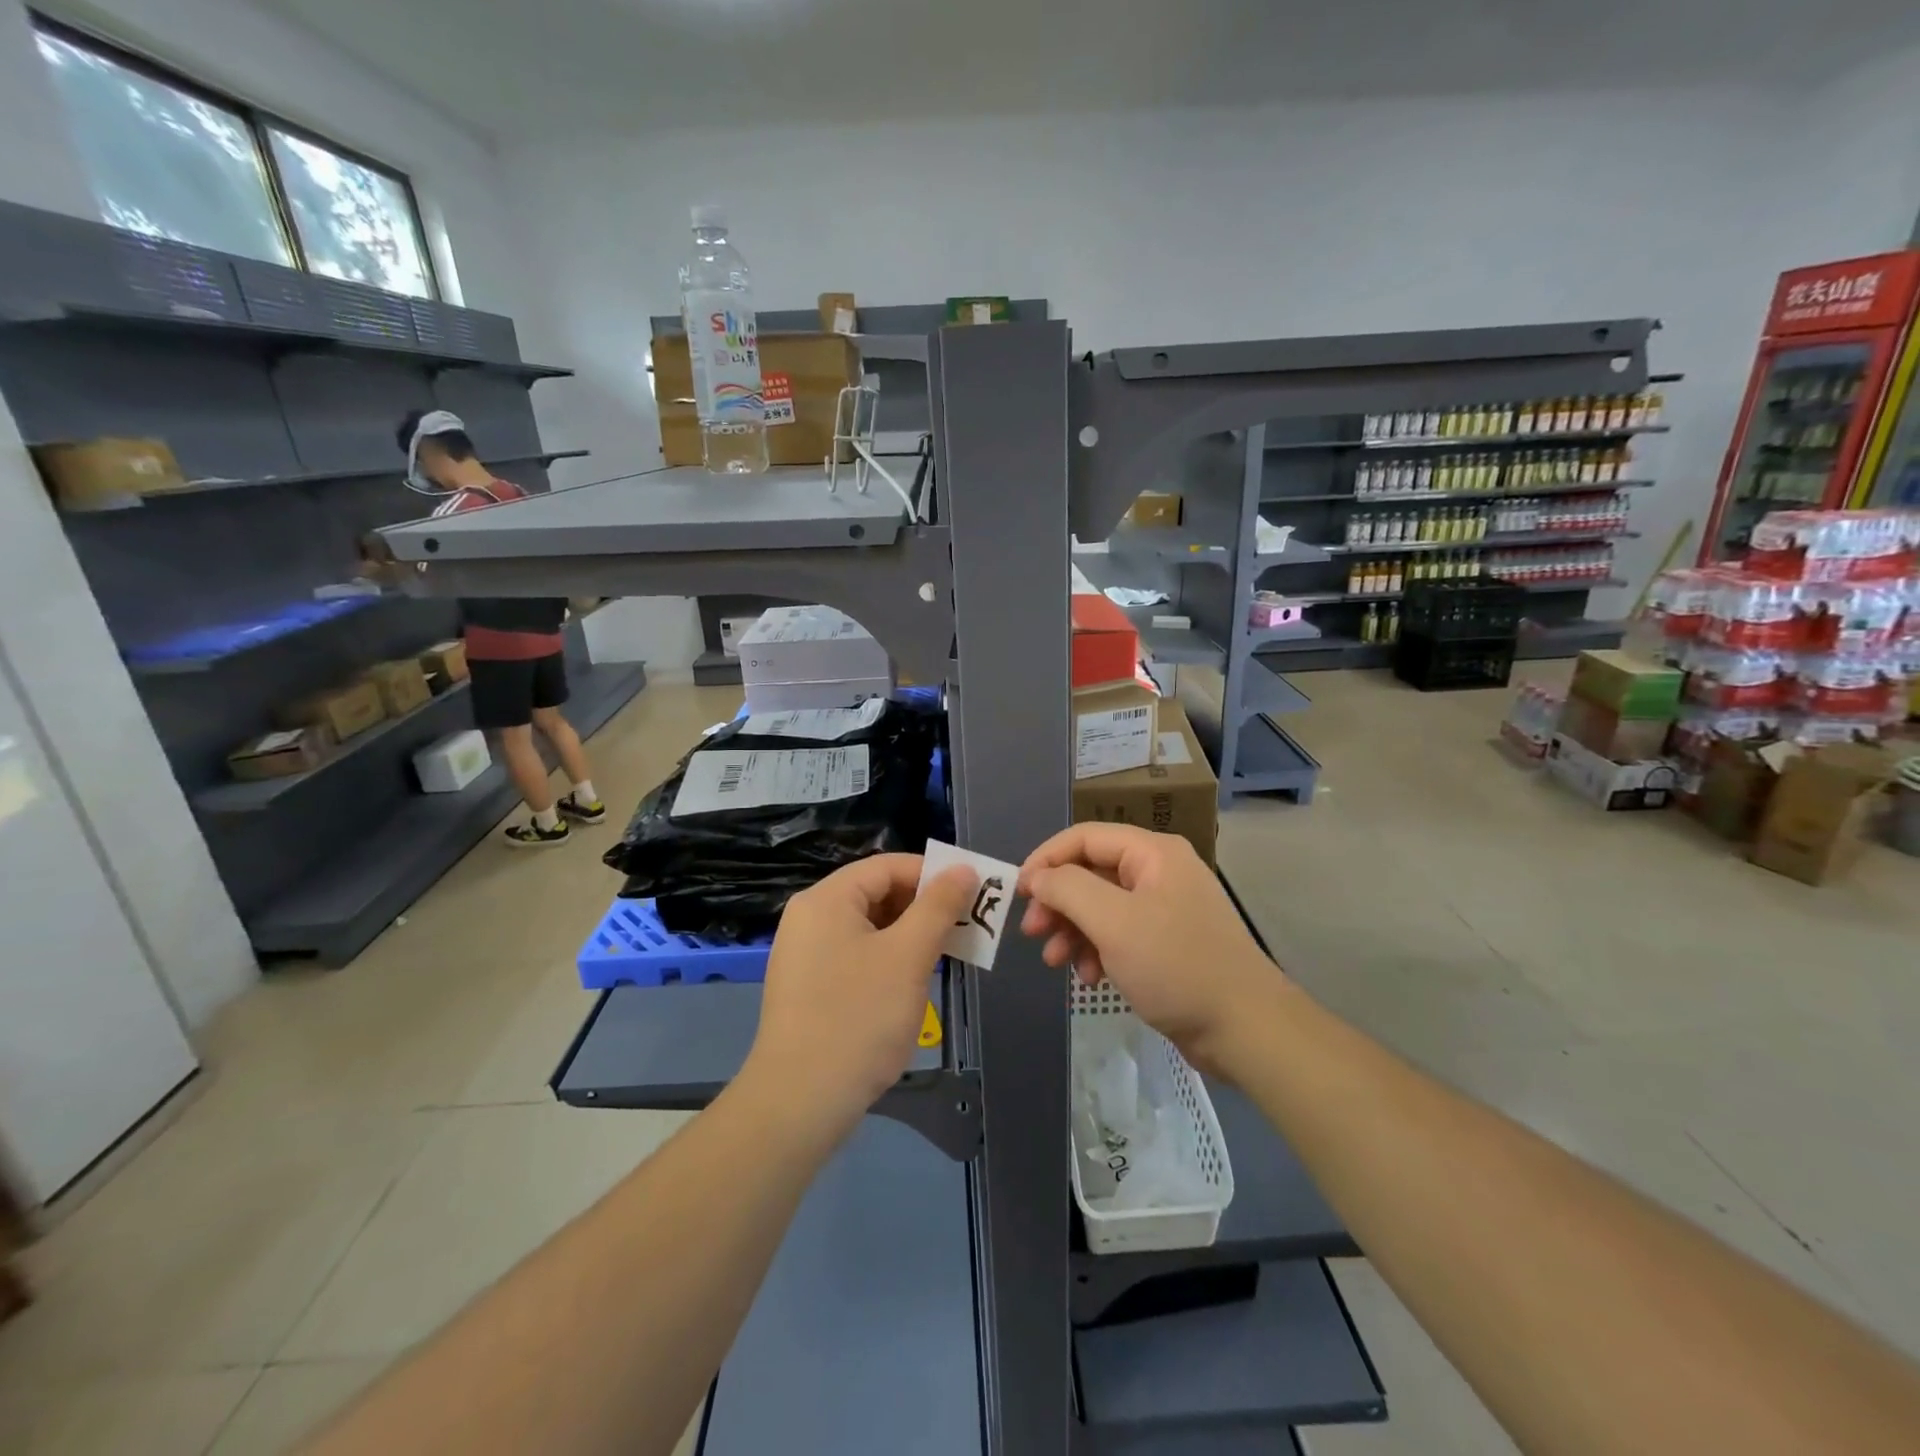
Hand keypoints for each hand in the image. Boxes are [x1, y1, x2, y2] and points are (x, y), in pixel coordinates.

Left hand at [742, 854, 976, 1144]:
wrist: (800, 1101)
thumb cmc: (859, 1018)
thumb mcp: (908, 956)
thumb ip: (938, 907)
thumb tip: (962, 869)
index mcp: (826, 899)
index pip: (887, 866)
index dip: (932, 875)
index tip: (971, 895)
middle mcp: (809, 917)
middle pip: (876, 894)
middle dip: (923, 907)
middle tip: (964, 928)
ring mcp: (804, 953)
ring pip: (868, 927)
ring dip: (909, 935)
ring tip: (945, 956)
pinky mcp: (807, 986)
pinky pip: (855, 954)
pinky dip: (887, 958)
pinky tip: (911, 983)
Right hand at [1018, 825, 1282, 1072]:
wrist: (1245, 1028)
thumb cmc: (1176, 966)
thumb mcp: (1114, 922)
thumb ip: (1068, 889)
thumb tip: (1038, 876)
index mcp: (1152, 853)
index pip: (1084, 837)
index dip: (1046, 859)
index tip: (1017, 892)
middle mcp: (1158, 872)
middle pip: (1090, 872)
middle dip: (1057, 901)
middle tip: (1032, 931)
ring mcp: (1164, 909)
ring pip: (1100, 906)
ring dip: (1072, 930)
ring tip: (1055, 962)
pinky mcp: (1166, 943)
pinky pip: (1118, 933)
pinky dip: (1096, 950)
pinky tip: (1087, 976)